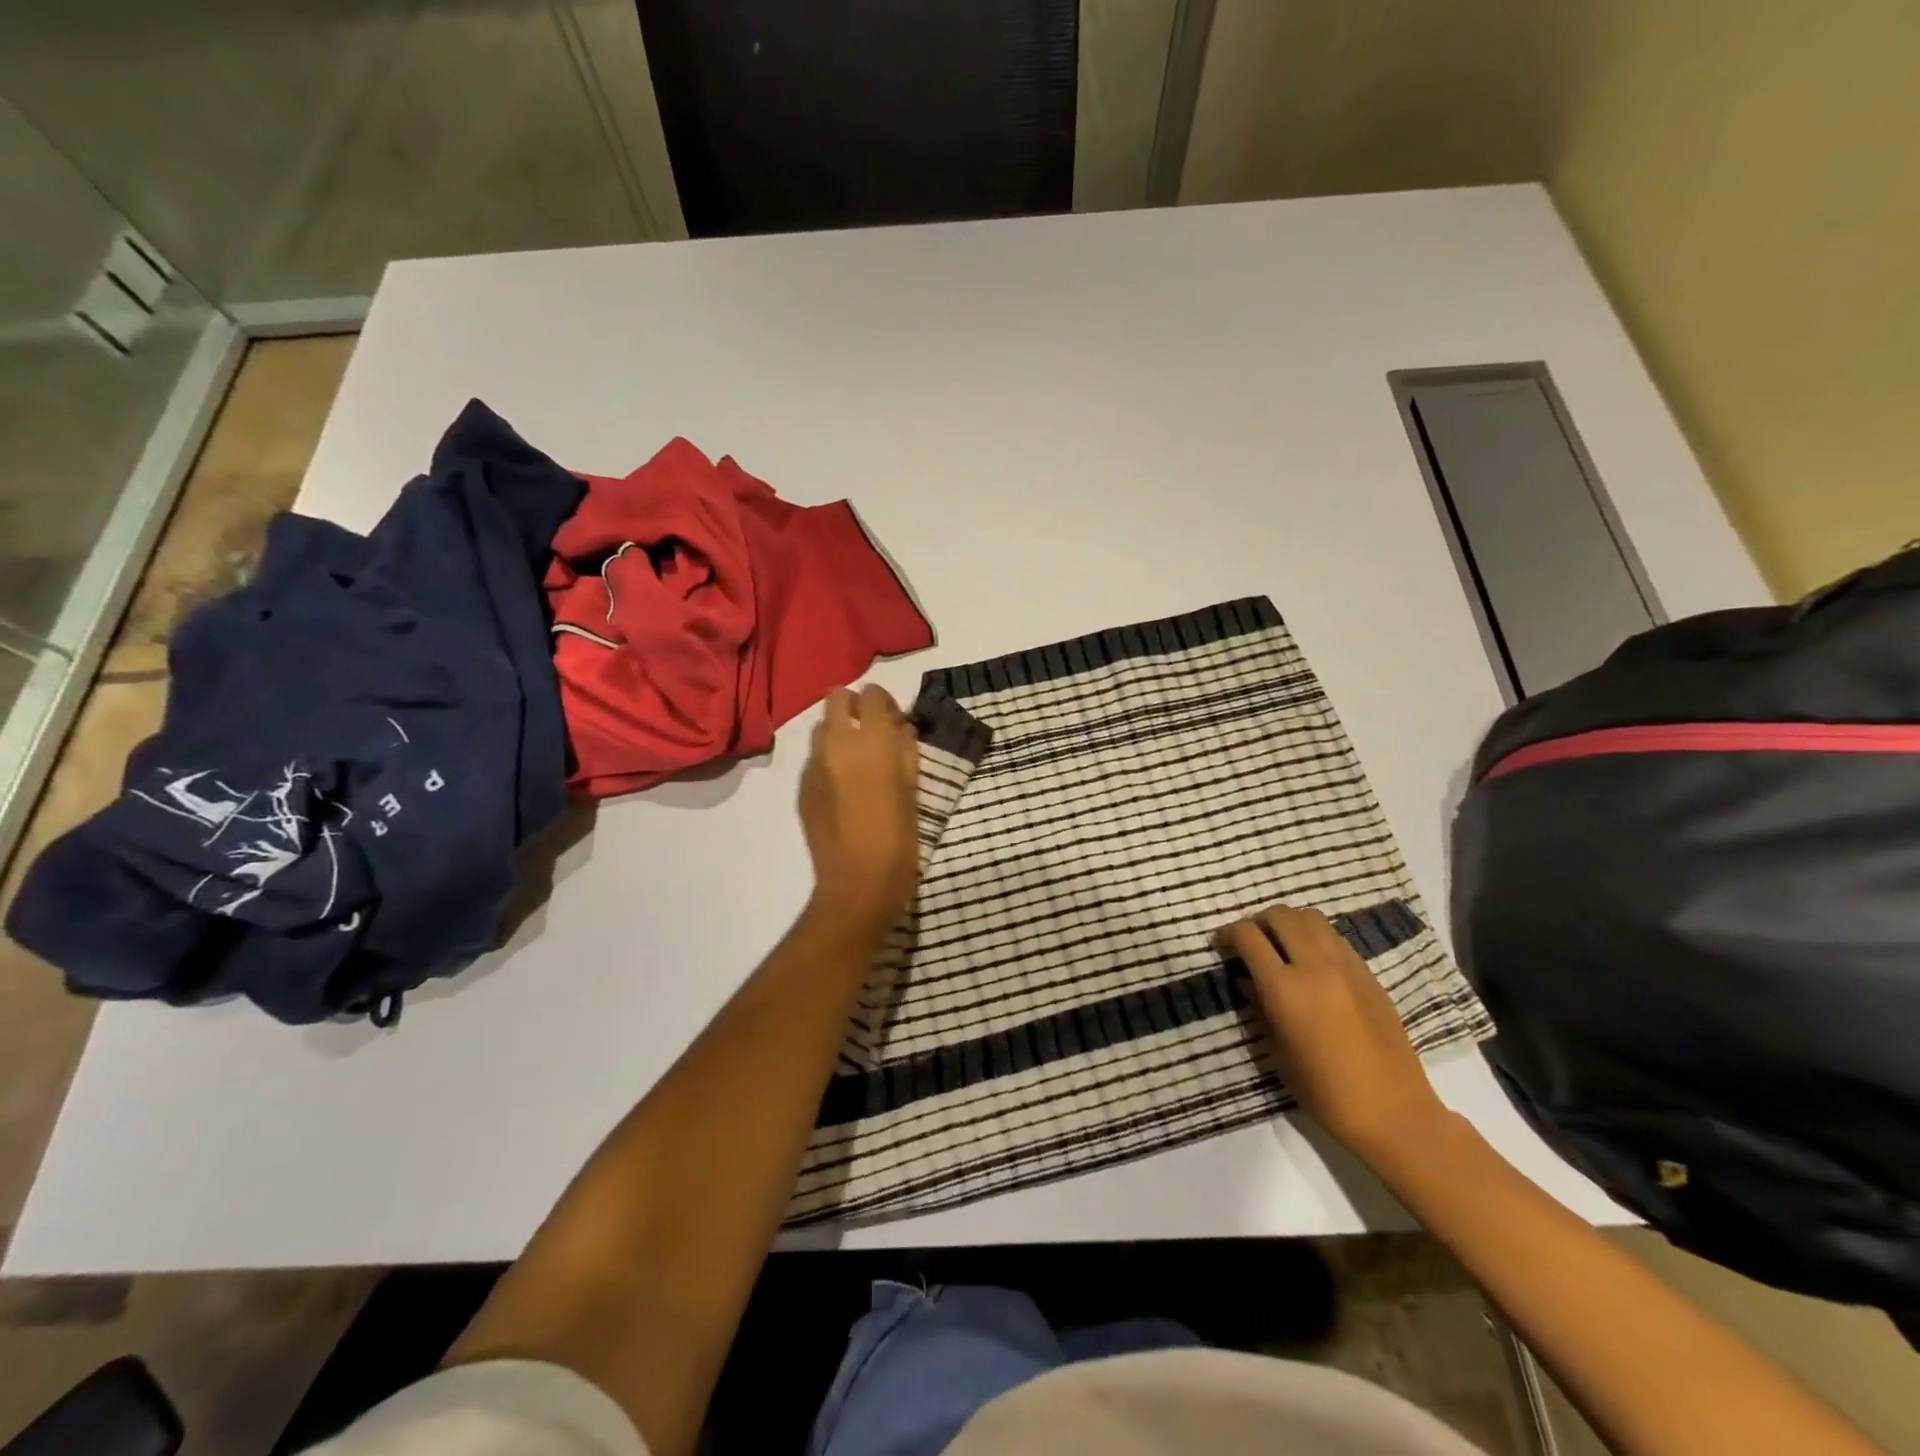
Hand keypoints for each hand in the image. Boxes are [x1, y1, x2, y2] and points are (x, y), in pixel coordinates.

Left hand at [799, 685, 919, 941]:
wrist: (857, 882)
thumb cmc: (899, 837)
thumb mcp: (913, 788)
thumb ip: (905, 750)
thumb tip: (898, 728)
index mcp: (872, 741)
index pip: (872, 694)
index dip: (883, 702)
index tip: (894, 721)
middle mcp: (837, 743)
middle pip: (836, 698)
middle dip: (853, 707)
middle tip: (871, 732)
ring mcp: (813, 765)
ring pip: (820, 728)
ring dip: (837, 733)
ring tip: (855, 760)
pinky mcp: (801, 788)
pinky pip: (813, 760)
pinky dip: (827, 762)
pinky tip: (842, 789)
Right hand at [1223, 903, 1450, 1162]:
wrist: (1392, 1111)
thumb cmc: (1324, 1092)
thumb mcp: (1277, 1053)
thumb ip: (1258, 1008)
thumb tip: (1246, 981)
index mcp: (1284, 988)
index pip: (1248, 936)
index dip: (1228, 934)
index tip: (1222, 947)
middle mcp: (1314, 966)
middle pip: (1280, 915)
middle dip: (1258, 922)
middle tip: (1251, 943)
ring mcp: (1346, 966)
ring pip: (1310, 917)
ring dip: (1289, 923)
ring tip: (1282, 946)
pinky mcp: (1369, 974)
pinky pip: (1335, 938)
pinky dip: (1316, 938)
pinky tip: (1313, 963)